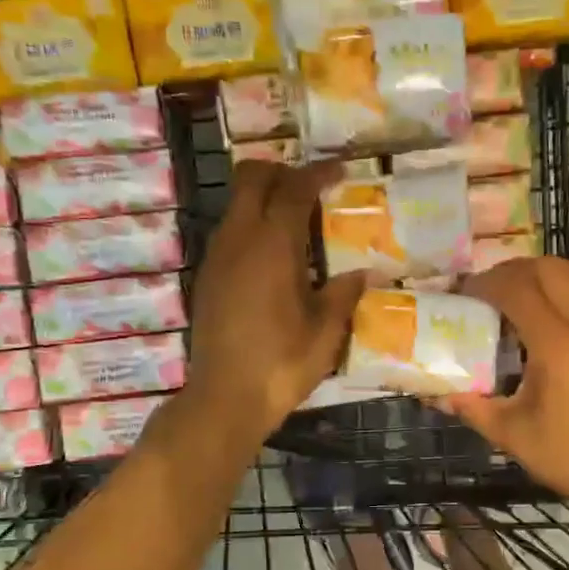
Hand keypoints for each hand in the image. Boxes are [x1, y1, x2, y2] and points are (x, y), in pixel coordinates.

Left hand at [184, 161, 365, 444]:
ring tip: (296, 224)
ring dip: (263, 200)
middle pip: (251, 178)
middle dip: (281, 172)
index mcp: (273, 244)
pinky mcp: (207, 278)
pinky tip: (273, 259)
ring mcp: (217, 257)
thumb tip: (362, 274)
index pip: (294, 188)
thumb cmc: (282, 363)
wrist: (226, 398)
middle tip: (311, 189)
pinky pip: (229, 233)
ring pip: (236, 205)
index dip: (318, 173)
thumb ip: (344, 294)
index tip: (340, 171)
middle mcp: (238, 239)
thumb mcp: (326, 331)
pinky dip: (251, 227)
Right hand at [440, 258, 568, 530]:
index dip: (485, 283)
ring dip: (537, 282)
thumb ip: (472, 408)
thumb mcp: (513, 436)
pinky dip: (555, 302)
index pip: (518, 289)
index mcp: (557, 345)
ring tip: (507, 309)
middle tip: (485, 291)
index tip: (460, 294)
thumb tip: (435, 395)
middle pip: (550, 268)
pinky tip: (536, 337)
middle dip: (512, 270)